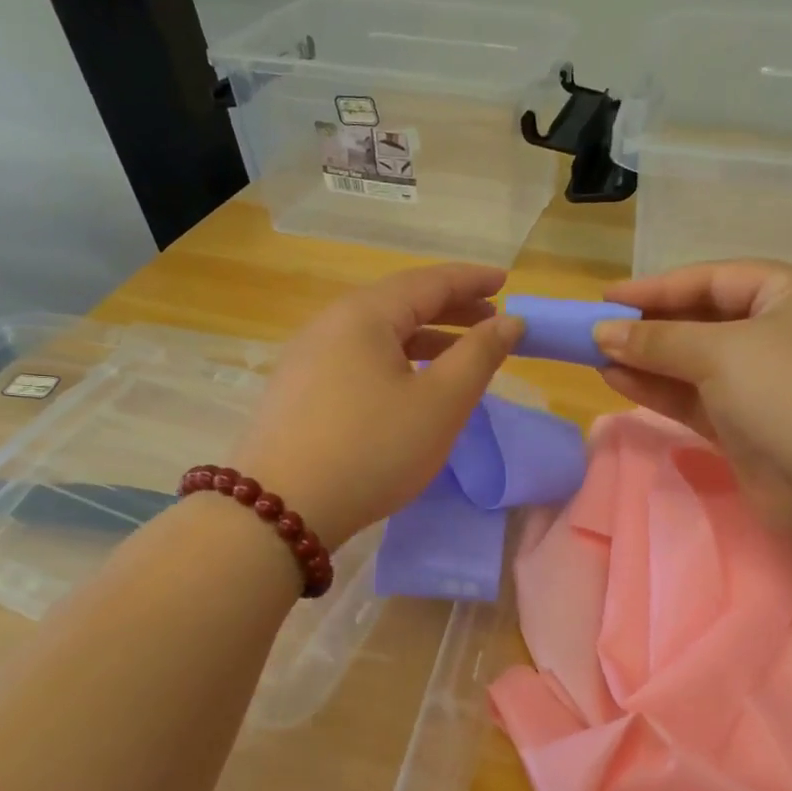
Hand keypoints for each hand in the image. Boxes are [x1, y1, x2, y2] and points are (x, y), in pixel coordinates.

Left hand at [231, 264, 523, 546]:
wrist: (281, 509)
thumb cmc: (373, 449)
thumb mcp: (440, 403)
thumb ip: (480, 356)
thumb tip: (510, 321)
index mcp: (365, 314)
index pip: (429, 282)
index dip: (472, 280)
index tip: (506, 281)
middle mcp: (330, 324)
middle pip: (399, 303)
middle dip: (450, 309)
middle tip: (490, 321)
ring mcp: (307, 358)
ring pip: (377, 334)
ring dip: (423, 338)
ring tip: (459, 355)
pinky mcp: (298, 391)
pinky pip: (358, 359)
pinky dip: (395, 361)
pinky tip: (410, 386)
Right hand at [593, 260, 791, 528]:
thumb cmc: (791, 394)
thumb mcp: (721, 353)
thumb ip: (657, 340)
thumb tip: (602, 333)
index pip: (715, 278)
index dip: (658, 286)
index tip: (607, 297)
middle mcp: (785, 333)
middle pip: (706, 320)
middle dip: (651, 326)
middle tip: (599, 330)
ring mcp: (770, 385)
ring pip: (698, 364)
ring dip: (649, 360)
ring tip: (596, 357)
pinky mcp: (753, 428)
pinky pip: (700, 399)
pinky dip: (662, 391)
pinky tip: (619, 382)